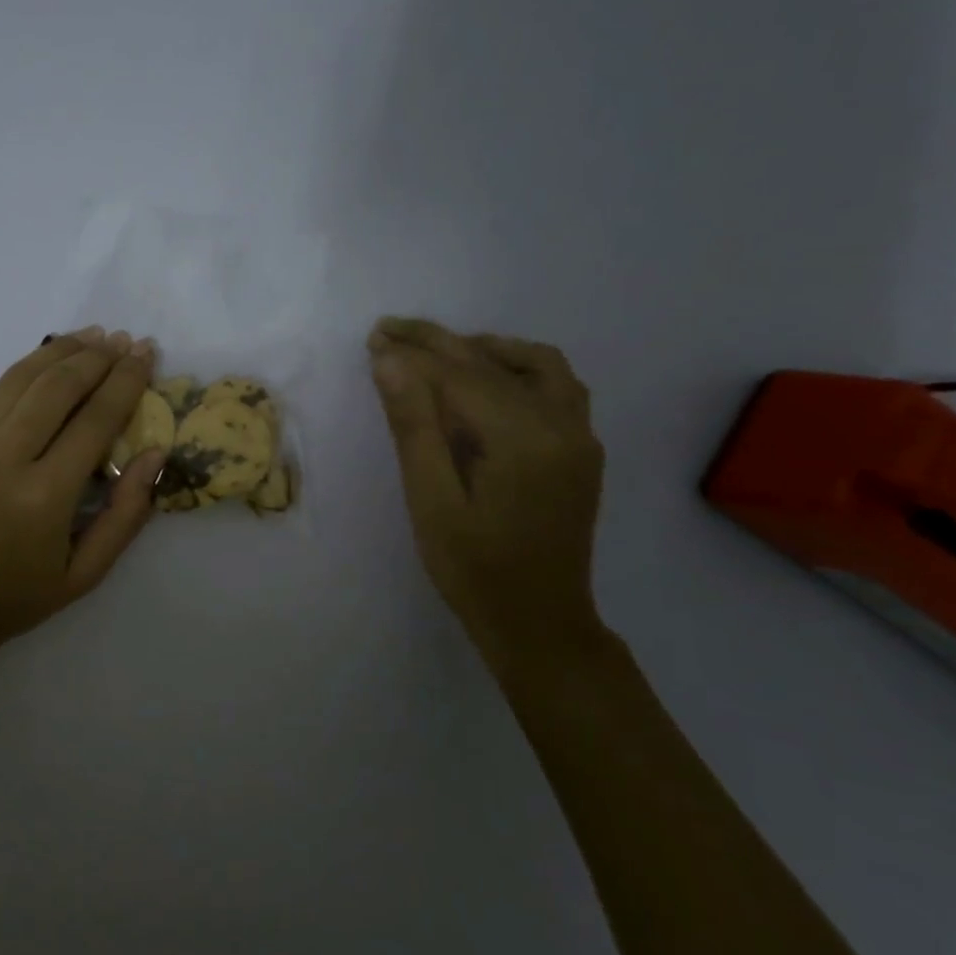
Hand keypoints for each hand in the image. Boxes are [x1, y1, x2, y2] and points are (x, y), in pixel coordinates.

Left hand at [0, 327, 167, 659]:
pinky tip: (48, 364)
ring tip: (93, 336)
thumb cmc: (10, 601)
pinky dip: (29, 370)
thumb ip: (126, 515)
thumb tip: (154, 454)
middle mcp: (3, 458)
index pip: (95, 419)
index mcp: (43, 496)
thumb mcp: (83, 575)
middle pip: (57, 385)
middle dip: (97, 356)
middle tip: (125, 340)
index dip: (126, 380)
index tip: (146, 354)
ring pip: (21, 378)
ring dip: (61, 350)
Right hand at [367, 317, 604, 665]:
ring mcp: (579, 435)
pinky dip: (517, 367)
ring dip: (482, 349)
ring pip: (534, 363)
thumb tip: (390, 361)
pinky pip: (555, 385)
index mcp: (523, 440)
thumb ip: (414, 426)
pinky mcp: (581, 448)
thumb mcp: (431, 501)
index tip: (374, 339)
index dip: (413, 355)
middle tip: (388, 330)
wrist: (539, 624)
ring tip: (437, 350)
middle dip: (437, 343)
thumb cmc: (473, 570)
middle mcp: (561, 425)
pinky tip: (486, 379)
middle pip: (492, 363)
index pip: (458, 377)